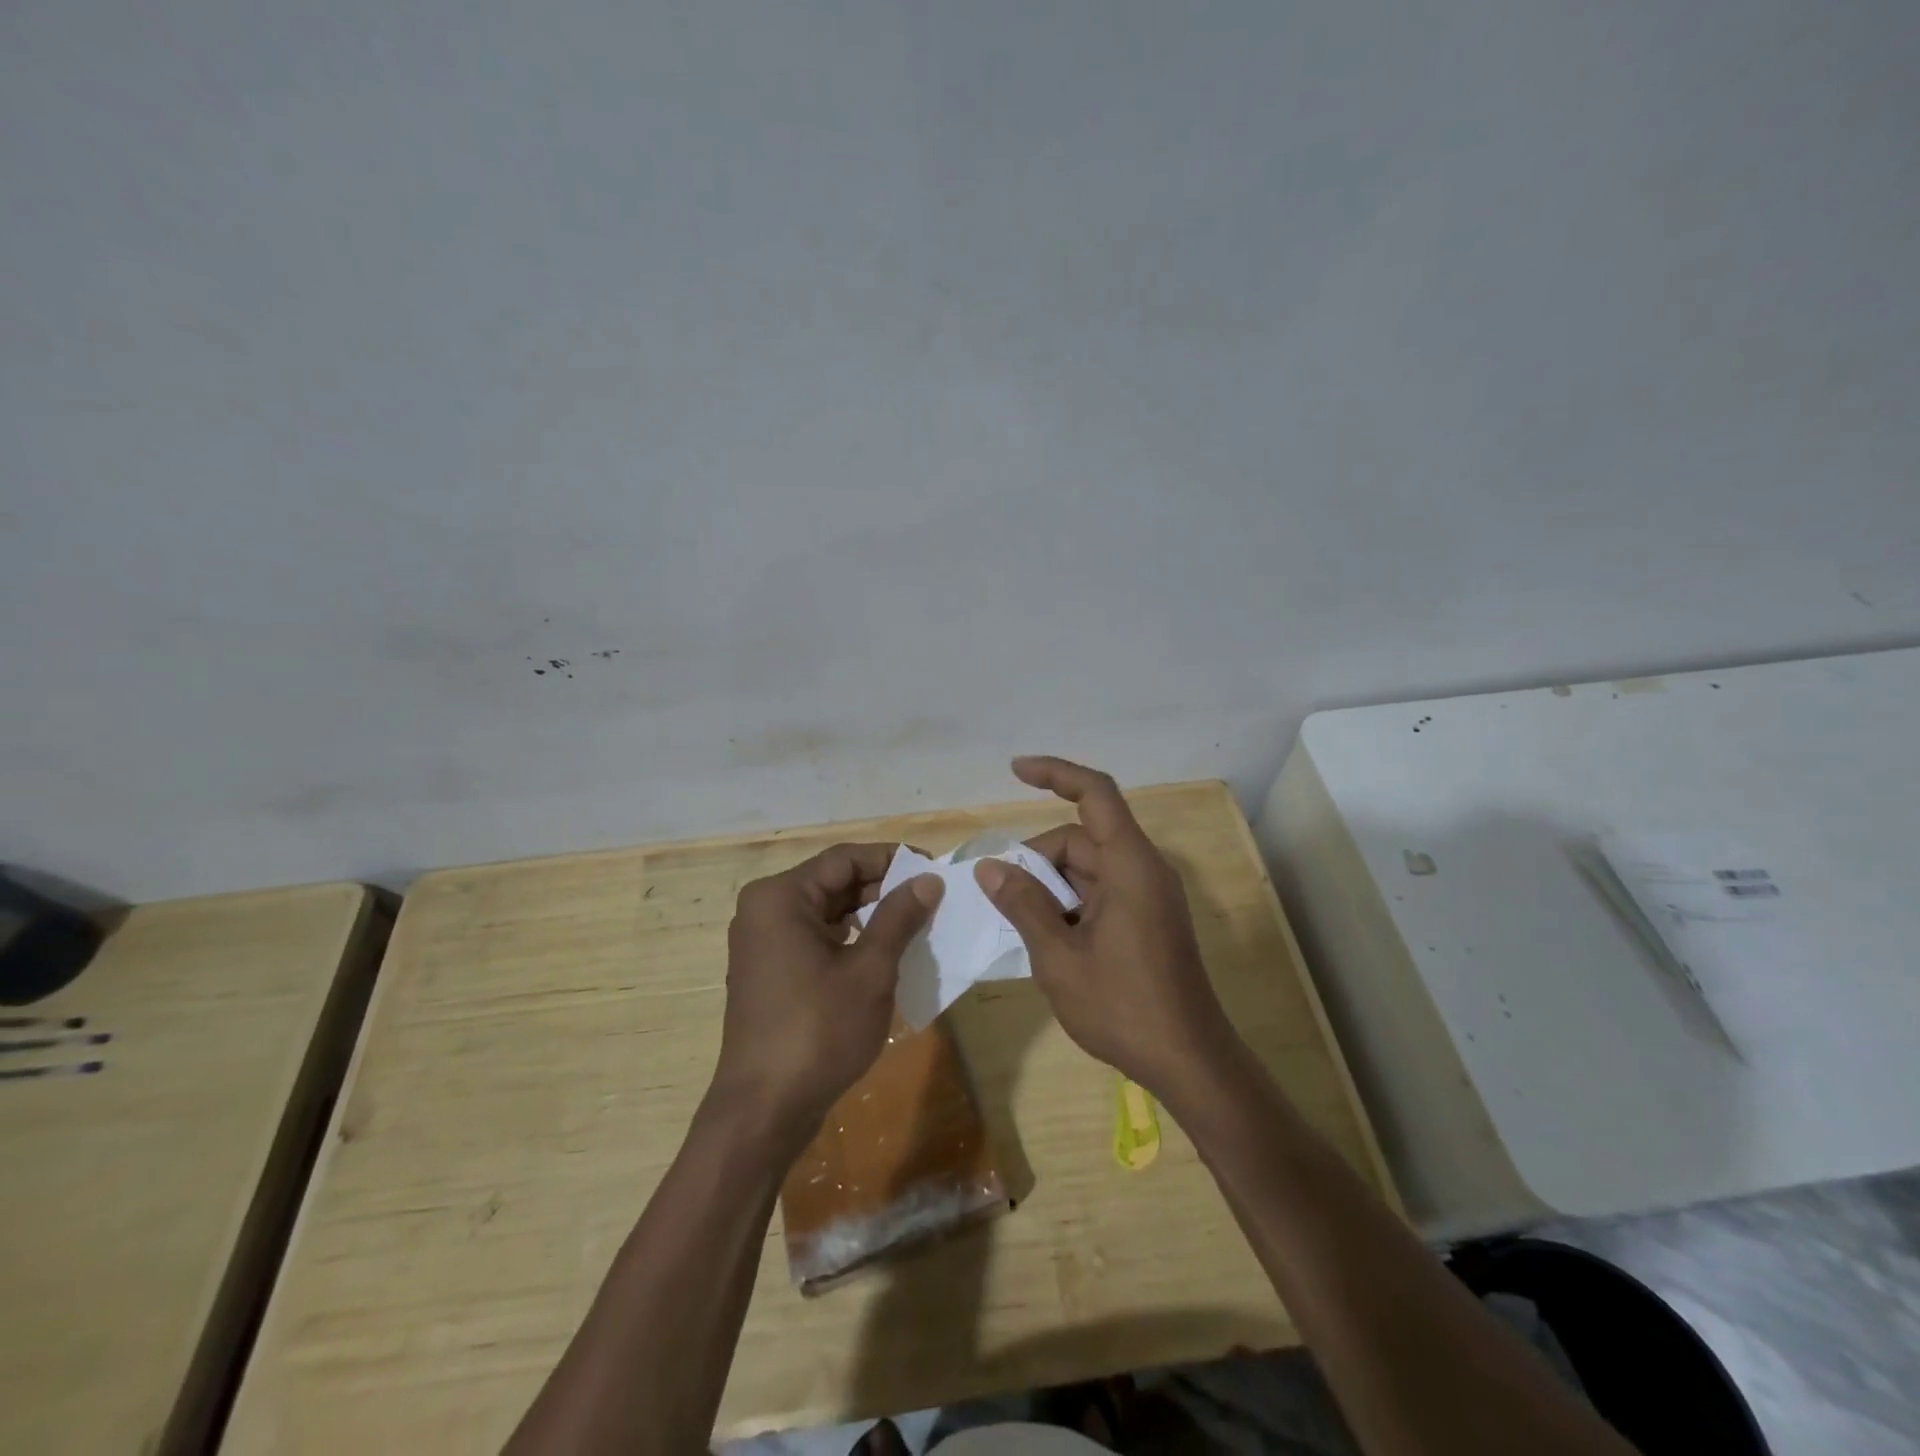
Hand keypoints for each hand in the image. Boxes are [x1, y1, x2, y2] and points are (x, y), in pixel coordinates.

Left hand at [713, 843, 942, 1141]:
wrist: (764, 1110)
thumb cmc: (818, 1031)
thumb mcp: (870, 970)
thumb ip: (899, 917)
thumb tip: (928, 880)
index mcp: (780, 897)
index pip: (844, 859)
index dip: (892, 859)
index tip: (933, 871)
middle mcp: (764, 909)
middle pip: (833, 882)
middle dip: (882, 888)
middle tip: (930, 900)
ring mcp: (763, 942)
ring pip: (826, 911)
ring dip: (869, 914)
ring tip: (914, 925)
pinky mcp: (769, 970)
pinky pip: (814, 937)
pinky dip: (849, 939)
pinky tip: (883, 953)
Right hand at [974, 756, 1235, 1100]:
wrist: (1189, 1062)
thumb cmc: (1123, 1007)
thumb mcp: (1059, 957)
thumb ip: (1023, 905)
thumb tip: (990, 868)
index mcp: (1130, 865)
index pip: (1095, 793)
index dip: (1055, 773)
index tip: (1016, 770)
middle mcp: (1144, 869)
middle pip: (1082, 837)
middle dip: (1037, 858)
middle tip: (1000, 896)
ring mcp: (1149, 896)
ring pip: (1089, 868)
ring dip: (1051, 886)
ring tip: (1020, 923)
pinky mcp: (1149, 919)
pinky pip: (1102, 892)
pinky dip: (1070, 903)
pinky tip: (1047, 936)